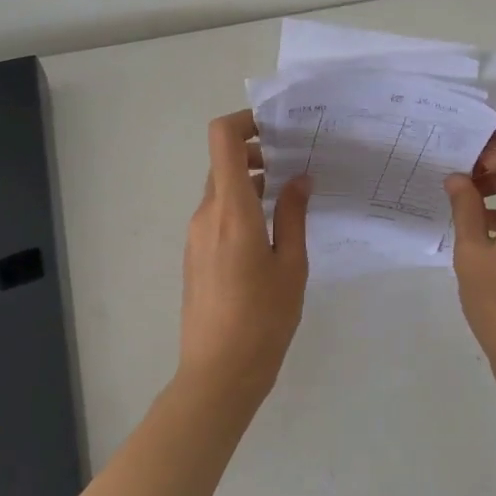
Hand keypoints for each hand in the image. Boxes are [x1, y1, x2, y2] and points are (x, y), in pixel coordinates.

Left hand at [180, 110, 311, 400]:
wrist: (218, 374)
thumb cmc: (263, 319)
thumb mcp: (291, 265)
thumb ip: (293, 215)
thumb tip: (298, 178)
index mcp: (232, 211)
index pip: (223, 140)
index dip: (244, 121)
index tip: (277, 127)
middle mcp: (207, 215)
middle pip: (224, 163)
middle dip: (257, 153)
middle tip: (296, 162)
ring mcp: (196, 235)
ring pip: (221, 189)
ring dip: (251, 181)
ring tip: (291, 195)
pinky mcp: (196, 254)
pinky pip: (217, 213)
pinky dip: (242, 205)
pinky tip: (271, 228)